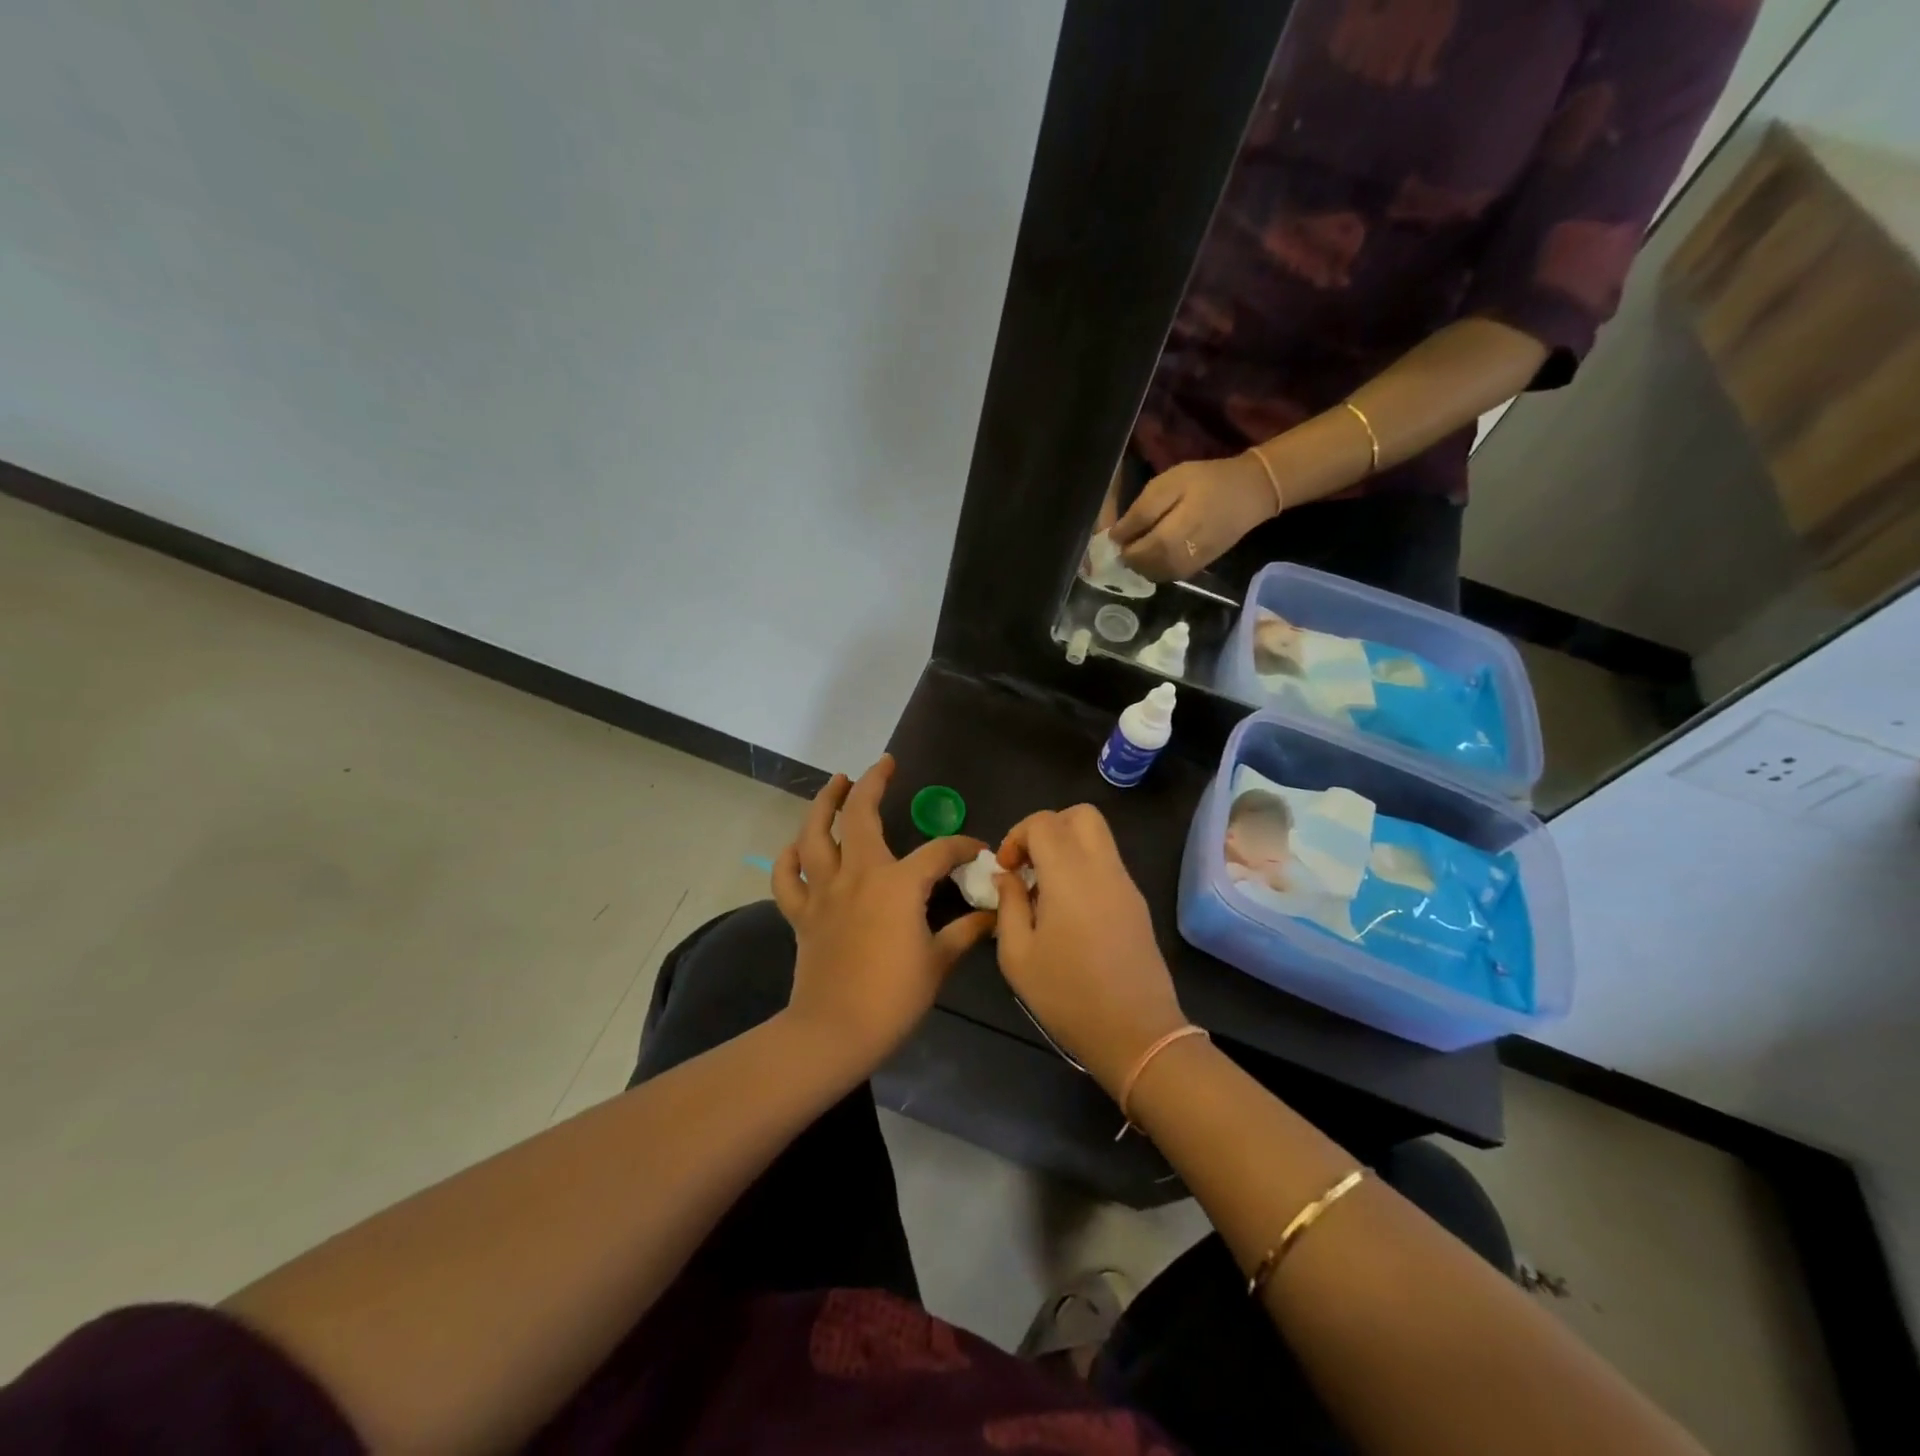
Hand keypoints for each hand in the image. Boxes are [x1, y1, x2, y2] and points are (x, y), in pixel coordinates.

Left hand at [772, 757, 994, 1075]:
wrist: (835, 1032)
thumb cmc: (893, 998)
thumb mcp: (938, 963)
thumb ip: (965, 932)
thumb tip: (992, 915)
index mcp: (898, 884)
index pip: (938, 851)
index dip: (962, 847)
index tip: (978, 850)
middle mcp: (858, 875)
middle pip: (861, 816)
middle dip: (873, 783)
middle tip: (884, 765)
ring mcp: (824, 891)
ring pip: (815, 834)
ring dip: (824, 803)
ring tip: (836, 782)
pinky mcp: (801, 913)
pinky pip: (787, 878)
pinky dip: (788, 858)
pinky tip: (796, 846)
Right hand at [992, 805, 1187, 1097]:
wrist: (1136, 1034)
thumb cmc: (1068, 996)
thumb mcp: (1017, 955)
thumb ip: (1008, 904)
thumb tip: (1008, 877)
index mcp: (1070, 875)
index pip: (1044, 822)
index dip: (1017, 836)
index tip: (1006, 869)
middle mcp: (1103, 868)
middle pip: (1081, 815)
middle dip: (1048, 828)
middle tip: (1029, 864)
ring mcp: (1126, 885)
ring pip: (1098, 838)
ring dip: (1067, 848)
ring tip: (1045, 890)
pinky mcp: (1137, 904)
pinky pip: (1108, 864)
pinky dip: (1084, 868)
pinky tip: (1068, 911)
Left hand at [1109, 452, 1278, 580]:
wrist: (1251, 493)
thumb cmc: (1207, 482)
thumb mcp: (1169, 485)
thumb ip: (1140, 513)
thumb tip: (1115, 538)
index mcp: (1168, 540)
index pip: (1131, 554)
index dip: (1119, 545)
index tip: (1115, 532)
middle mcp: (1175, 562)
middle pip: (1139, 568)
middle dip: (1128, 555)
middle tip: (1127, 536)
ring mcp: (1187, 569)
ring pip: (1151, 575)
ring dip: (1140, 562)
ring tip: (1141, 540)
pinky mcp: (1196, 570)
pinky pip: (1166, 575)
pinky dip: (1154, 565)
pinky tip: (1156, 548)